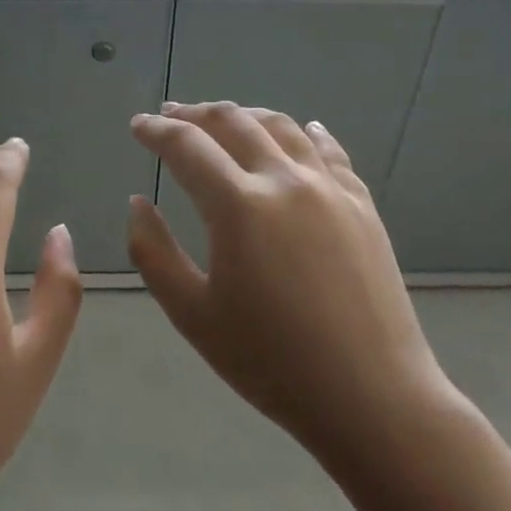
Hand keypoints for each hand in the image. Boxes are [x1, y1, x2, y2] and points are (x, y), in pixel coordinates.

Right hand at [127, 102, 457, 485]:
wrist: (373, 398)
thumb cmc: (271, 362)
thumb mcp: (192, 314)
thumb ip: (153, 252)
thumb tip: (138, 202)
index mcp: (238, 205)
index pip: (186, 146)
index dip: (156, 131)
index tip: (138, 125)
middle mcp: (284, 180)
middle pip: (233, 122)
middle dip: (195, 113)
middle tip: (172, 115)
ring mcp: (329, 188)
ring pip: (282, 126)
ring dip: (245, 114)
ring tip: (224, 118)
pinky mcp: (362, 205)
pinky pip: (330, 150)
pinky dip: (305, 132)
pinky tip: (301, 129)